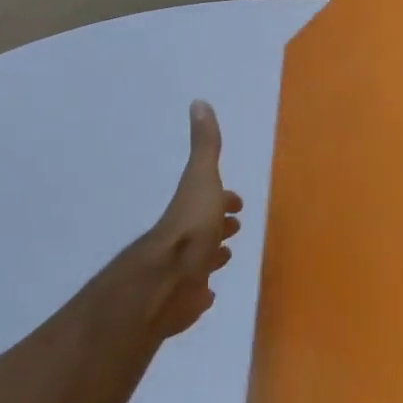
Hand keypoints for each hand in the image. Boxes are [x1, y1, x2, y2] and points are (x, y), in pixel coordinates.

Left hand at [141, 100, 242, 339]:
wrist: (165, 282)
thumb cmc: (190, 228)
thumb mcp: (202, 179)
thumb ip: (205, 146)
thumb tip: (198, 101)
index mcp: (191, 210)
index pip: (210, 199)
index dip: (224, 199)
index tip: (237, 203)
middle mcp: (185, 239)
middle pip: (205, 228)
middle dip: (219, 225)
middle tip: (235, 227)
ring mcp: (183, 271)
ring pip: (200, 260)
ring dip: (212, 254)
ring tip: (225, 254)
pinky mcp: (184, 300)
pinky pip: (196, 293)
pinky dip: (203, 290)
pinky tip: (208, 294)